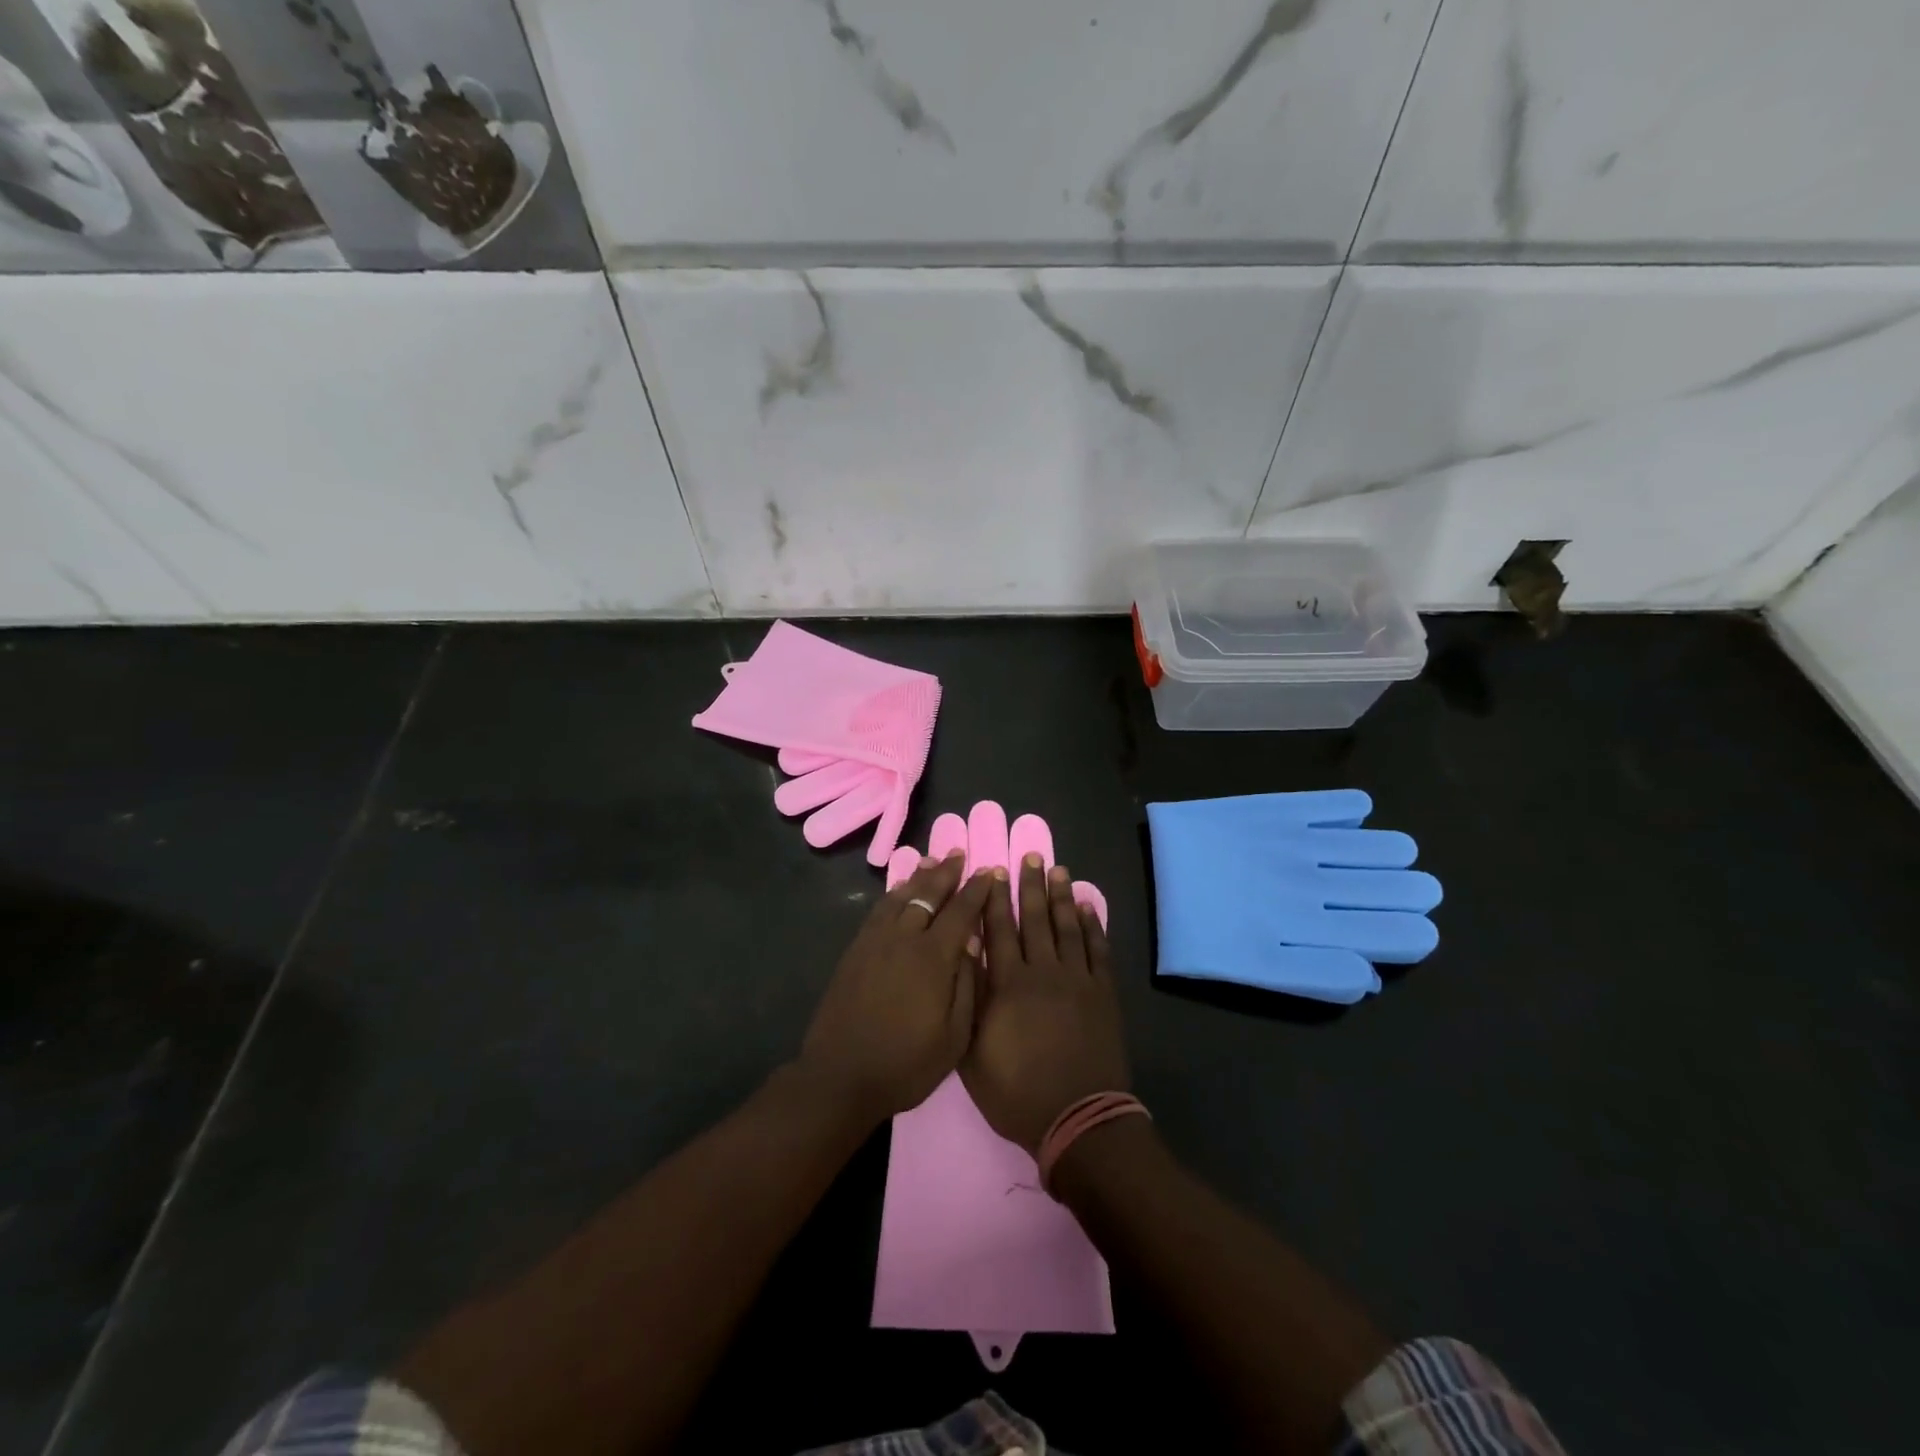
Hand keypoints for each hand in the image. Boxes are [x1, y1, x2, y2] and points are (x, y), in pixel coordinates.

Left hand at [799, 852, 994, 1126]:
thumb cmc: (906, 1064)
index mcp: (933, 958)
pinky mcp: (855, 951)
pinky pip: (878, 911)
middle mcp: (904, 939)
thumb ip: (966, 985)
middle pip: (928, 895)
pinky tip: (899, 891)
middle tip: (959, 854)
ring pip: (900, 897)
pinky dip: (893, 894)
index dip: (976, 891)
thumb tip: (972, 942)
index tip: (989, 872)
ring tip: (931, 861)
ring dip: (918, 877)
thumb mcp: (953, 1037)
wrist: (840, 1076)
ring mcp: (875, 943)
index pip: (960, 912)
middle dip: (946, 873)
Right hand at [962, 855, 1129, 1153]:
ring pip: (1067, 927)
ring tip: (1058, 870)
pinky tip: (1088, 907)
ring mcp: (1078, 980)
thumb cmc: (1017, 1092)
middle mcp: (1043, 971)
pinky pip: (1098, 950)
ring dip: (1062, 896)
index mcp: (1009, 984)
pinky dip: (1093, 926)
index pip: (999, 930)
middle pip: (1035, 919)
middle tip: (1031, 855)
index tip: (994, 871)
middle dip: (1031, 886)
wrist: (1078, 1119)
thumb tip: (965, 955)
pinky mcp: (1104, 993)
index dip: (996, 899)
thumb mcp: (973, 1053)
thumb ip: (969, 1001)